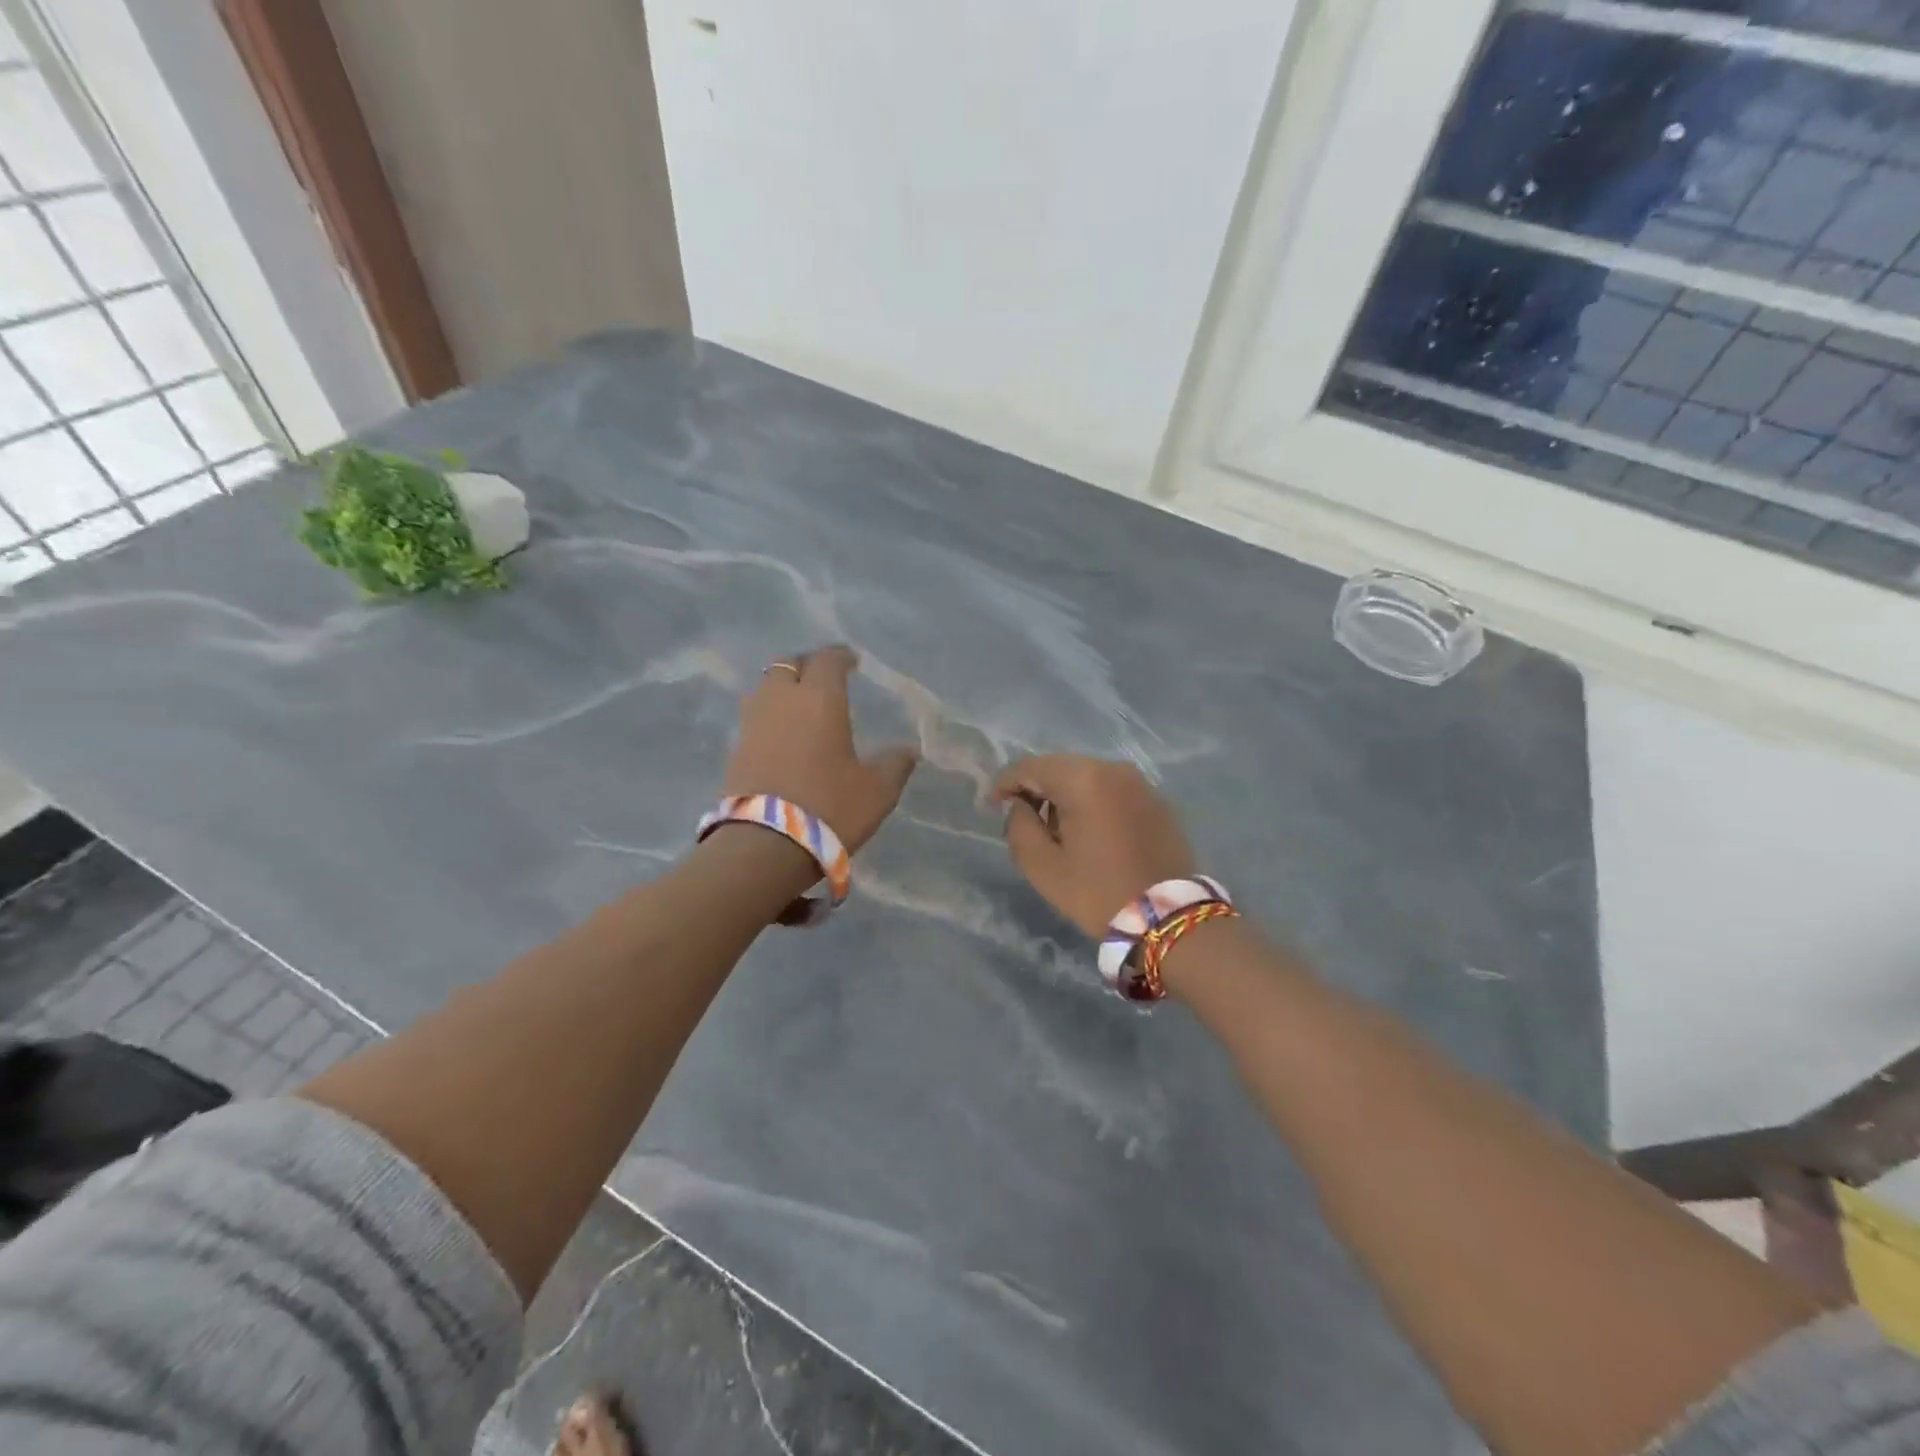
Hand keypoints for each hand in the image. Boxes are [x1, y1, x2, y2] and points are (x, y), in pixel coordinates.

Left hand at [723, 645, 918, 853]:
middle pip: (787, 665)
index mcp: (819, 699)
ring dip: (782, 690)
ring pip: (765, 689)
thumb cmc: (829, 808)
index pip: (827, 660)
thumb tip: (908, 751)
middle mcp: (781, 701)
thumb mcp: (876, 791)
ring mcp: (752, 724)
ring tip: (800, 706)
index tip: (852, 662)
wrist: (764, 846)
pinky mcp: (734, 750)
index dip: (841, 657)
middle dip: (806, 667)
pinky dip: (769, 718)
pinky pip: (754, 719)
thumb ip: (894, 765)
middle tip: (823, 679)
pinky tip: (783, 737)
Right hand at [992, 756, 1196, 937]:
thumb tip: (1021, 806)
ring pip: (1087, 777)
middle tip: (1021, 819)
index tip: (990, 806)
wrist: (1168, 918)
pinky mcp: (1157, 801)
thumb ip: (1020, 827)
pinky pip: (1112, 791)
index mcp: (1083, 779)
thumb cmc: (1098, 892)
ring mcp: (1140, 783)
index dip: (1004, 783)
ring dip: (1065, 795)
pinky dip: (1093, 803)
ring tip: (1055, 829)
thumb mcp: (1043, 866)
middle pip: (1060, 768)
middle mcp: (1113, 769)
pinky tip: (1089, 832)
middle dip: (1036, 788)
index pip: (1030, 767)